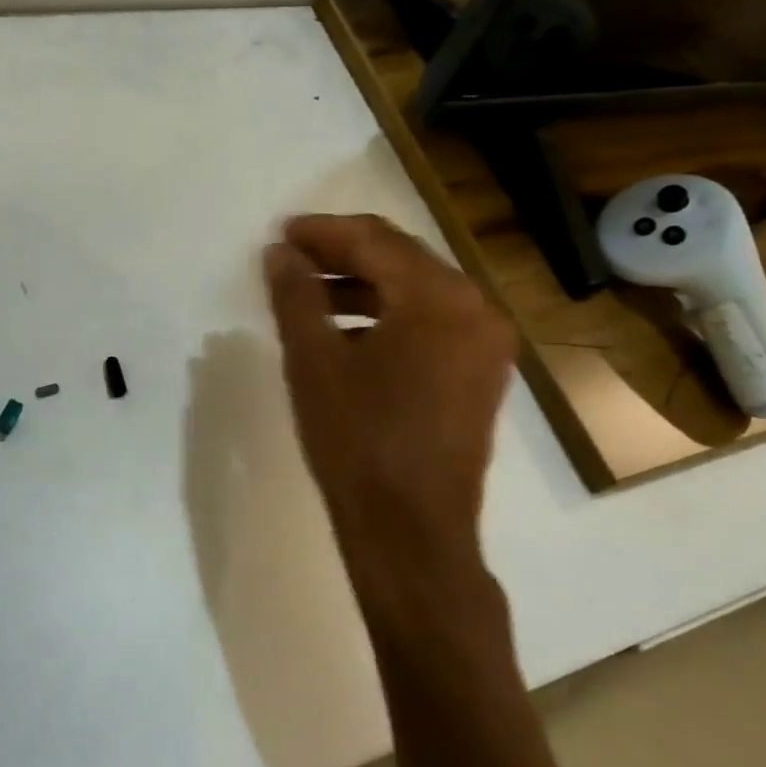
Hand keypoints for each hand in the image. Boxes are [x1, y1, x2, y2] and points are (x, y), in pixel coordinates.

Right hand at [264, 215, 515, 620]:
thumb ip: (296, 295)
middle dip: (343, 255)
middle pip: (402, 261)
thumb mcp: (314, 361)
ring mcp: (485, 346)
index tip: (281, 233)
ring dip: (362, 288)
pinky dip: (387, 319)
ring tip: (309, 297)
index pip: (376, 241)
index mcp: (441, 298)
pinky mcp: (480, 377)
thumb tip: (280, 254)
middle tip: (291, 258)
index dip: (323, 233)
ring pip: (416, 294)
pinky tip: (345, 334)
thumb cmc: (358, 441)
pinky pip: (430, 326)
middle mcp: (476, 310)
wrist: (411, 534)